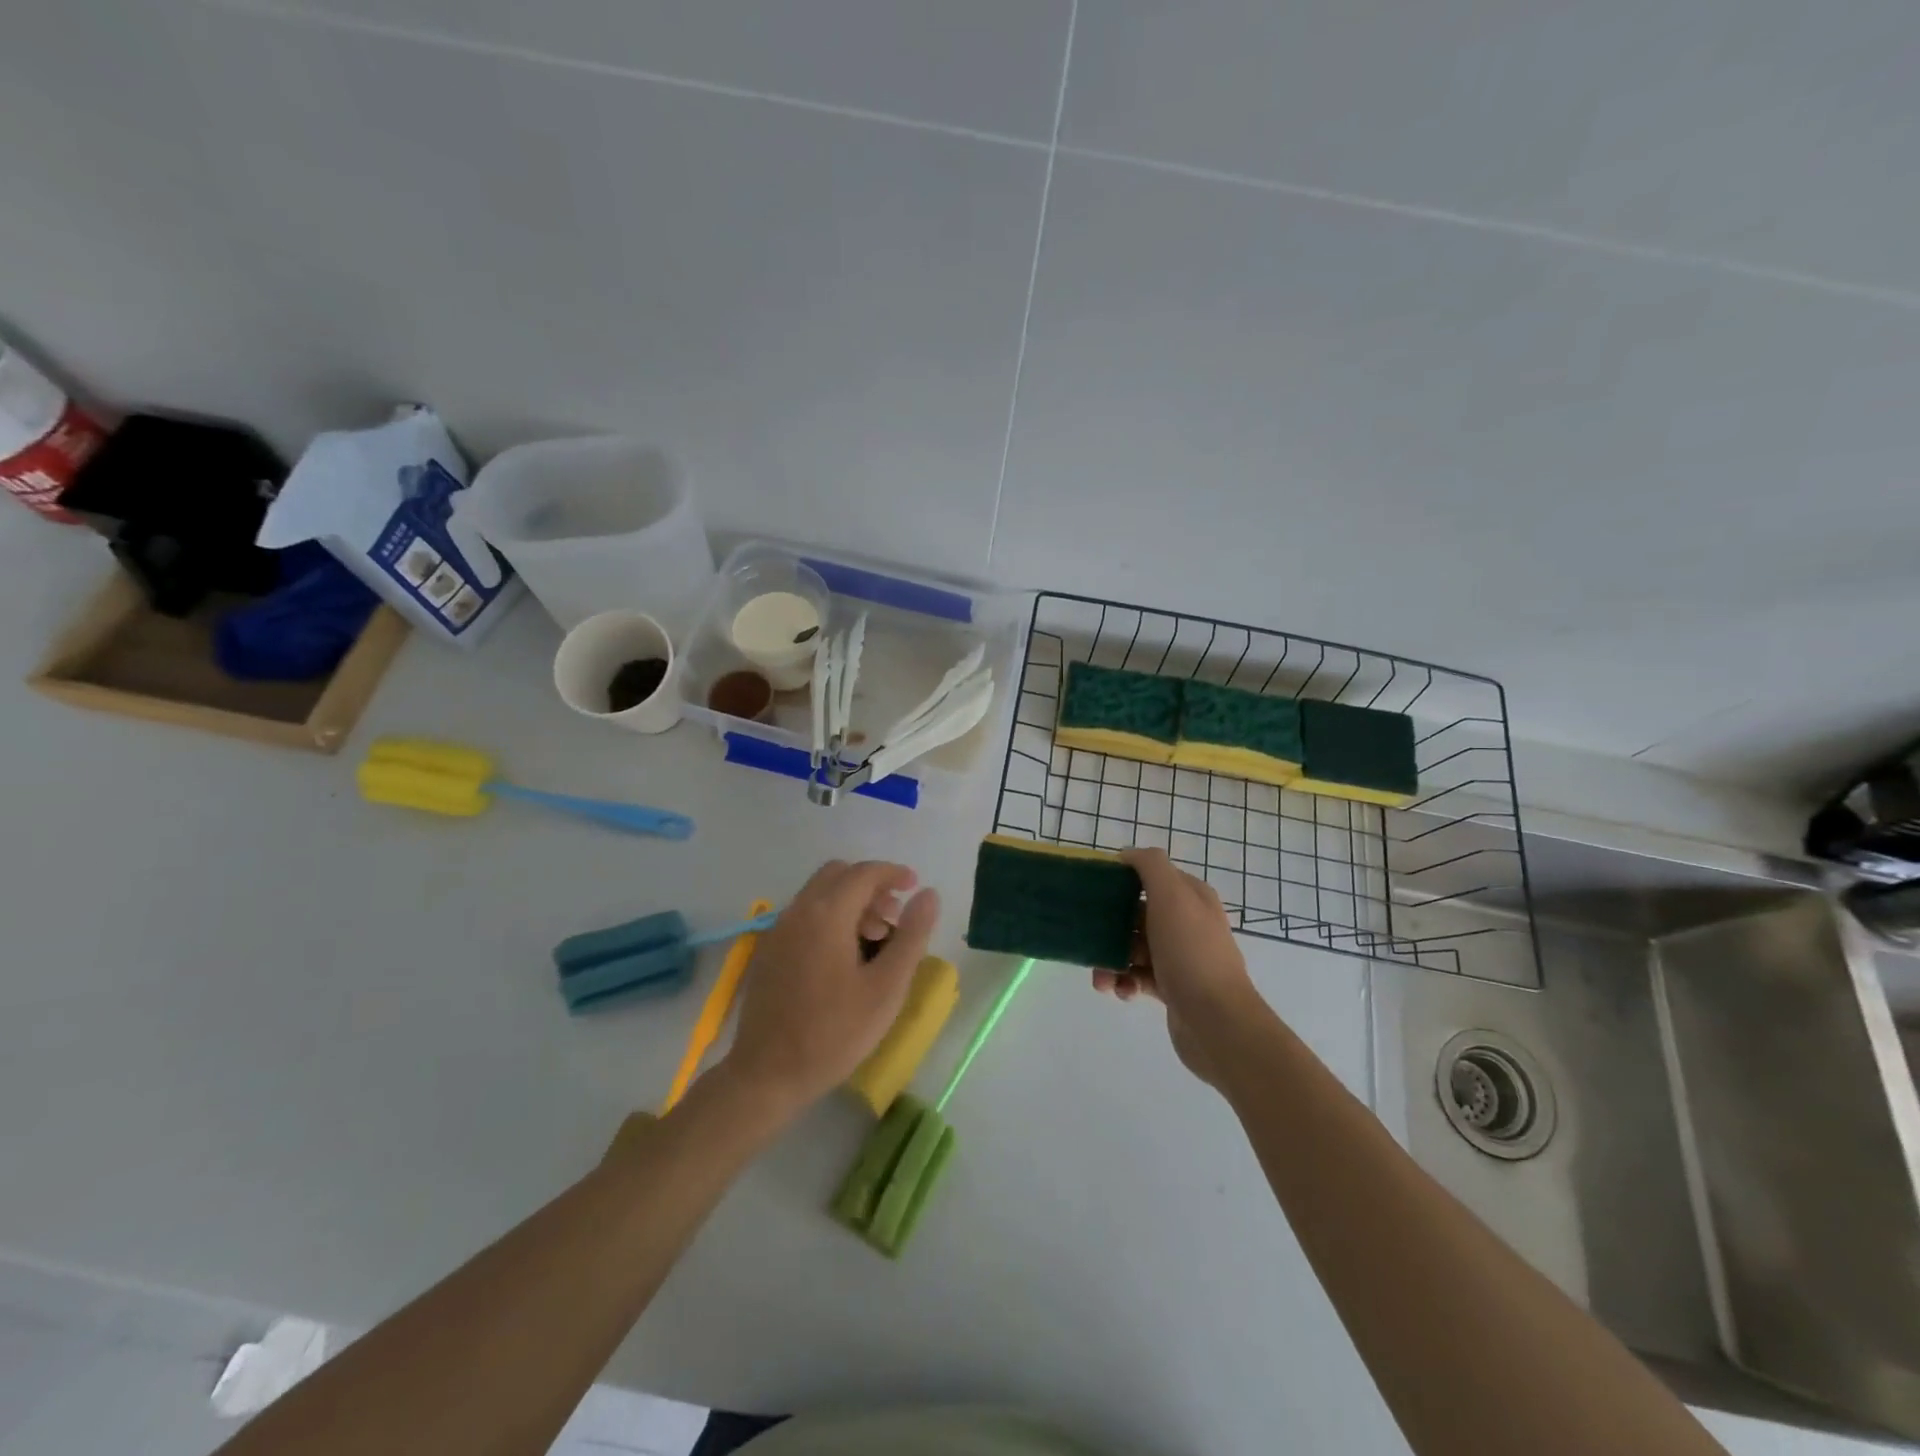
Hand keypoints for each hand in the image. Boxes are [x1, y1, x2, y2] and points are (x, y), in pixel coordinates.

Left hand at [723, 860, 939, 1111]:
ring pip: (819, 894)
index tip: (915, 887)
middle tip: (894, 917)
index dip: (893, 873)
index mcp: (827, 914)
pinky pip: (804, 915)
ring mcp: (778, 930)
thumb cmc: (834, 1032)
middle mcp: (798, 911)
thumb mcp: (886, 987)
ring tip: (874, 940)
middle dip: (870, 885)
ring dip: (850, 902)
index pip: (864, 873)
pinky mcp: (768, 950)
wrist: (767, 1074)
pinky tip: (844, 956)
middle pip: (838, 875)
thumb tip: (929, 894)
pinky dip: (829, 916)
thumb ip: (912, 935)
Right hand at [1092, 847, 1254, 1087]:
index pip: (1152, 877)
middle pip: (1138, 914)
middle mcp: (1188, 923)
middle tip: (1090, 938)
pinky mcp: (1173, 989)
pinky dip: (1124, 982)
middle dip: (1110, 926)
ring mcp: (1181, 958)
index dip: (1123, 880)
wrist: (1217, 1022)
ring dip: (1112, 959)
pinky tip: (1120, 992)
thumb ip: (1150, 866)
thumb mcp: (1171, 896)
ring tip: (1101, 977)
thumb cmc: (1191, 952)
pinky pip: (1138, 977)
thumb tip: (1127, 854)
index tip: (1094, 890)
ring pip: (1134, 948)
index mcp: (1192, 897)